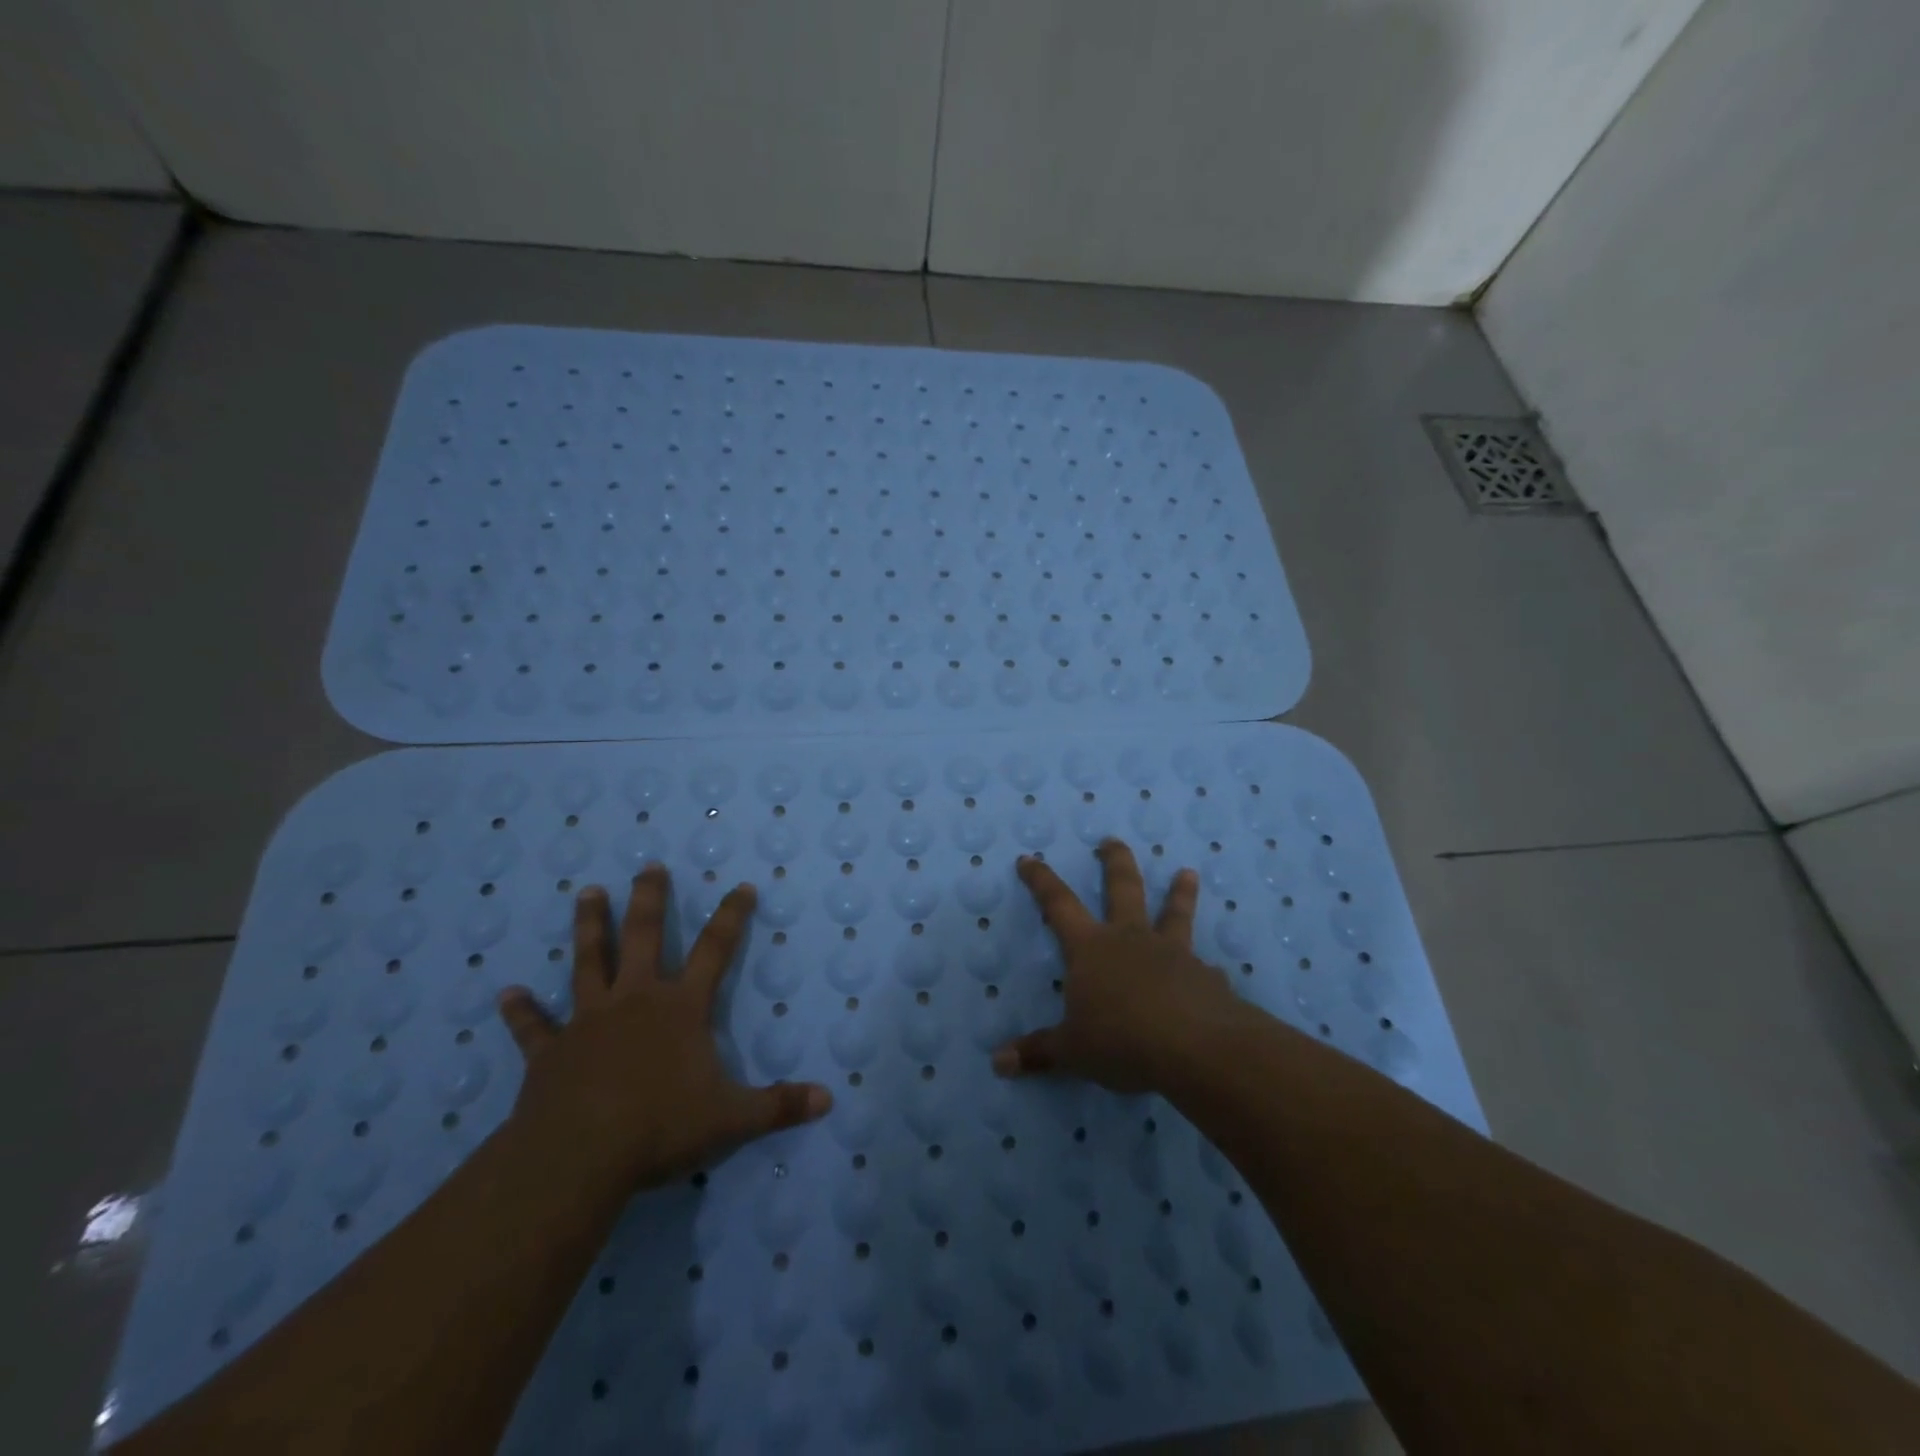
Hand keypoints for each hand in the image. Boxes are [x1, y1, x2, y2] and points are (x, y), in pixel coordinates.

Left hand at [497, 865, 831, 1192]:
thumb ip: (779, 1106)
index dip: (731, 917)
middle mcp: (636, 1000)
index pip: (715, 950)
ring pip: (588, 962)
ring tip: (588, 892)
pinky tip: (505, 994)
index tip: (742, 887)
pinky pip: (534, 1027)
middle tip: (648, 867)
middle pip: (644, 937)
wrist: (578, 1156)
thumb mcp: (732, 1119)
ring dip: (589, 926)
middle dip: (650, 900)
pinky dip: (520, 1011)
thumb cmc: (661, 1127)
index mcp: (681, 1008)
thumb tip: (828, 1100)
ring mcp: (589, 1022)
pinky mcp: (550, 1052)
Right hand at [993, 840, 1242, 1092]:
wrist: (1196, 1048)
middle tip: (1113, 840)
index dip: (1040, 881)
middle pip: (1122, 888)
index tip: (1028, 859)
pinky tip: (1215, 972)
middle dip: (1115, 863)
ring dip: (1179, 893)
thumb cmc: (1122, 1040)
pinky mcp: (1205, 976)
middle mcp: (1130, 939)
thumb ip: (1038, 1053)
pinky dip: (1205, 967)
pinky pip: (1203, 967)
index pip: (1058, 904)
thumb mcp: (1072, 1051)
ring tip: (1188, 873)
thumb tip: (998, 1063)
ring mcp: (1172, 953)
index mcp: (1091, 948)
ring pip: (1174, 914)